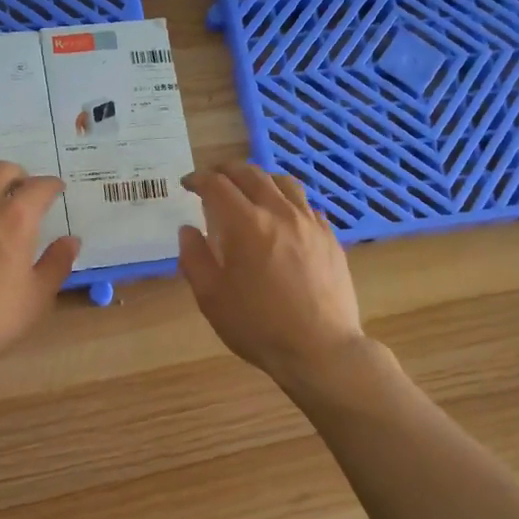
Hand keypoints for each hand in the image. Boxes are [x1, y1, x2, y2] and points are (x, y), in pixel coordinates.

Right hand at [176, 162, 368, 389]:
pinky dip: (287, 200)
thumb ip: (195, 258)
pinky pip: (306, 205)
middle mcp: (280, 212)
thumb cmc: (258, 327)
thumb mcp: (212, 298)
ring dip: (260, 178)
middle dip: (226, 170)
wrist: (320, 348)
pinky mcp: (330, 238)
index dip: (198, 180)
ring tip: (250, 188)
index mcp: (246, 224)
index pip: (217, 185)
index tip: (187, 185)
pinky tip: (283, 216)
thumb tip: (188, 230)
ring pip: (284, 182)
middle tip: (213, 178)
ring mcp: (310, 223)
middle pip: (251, 174)